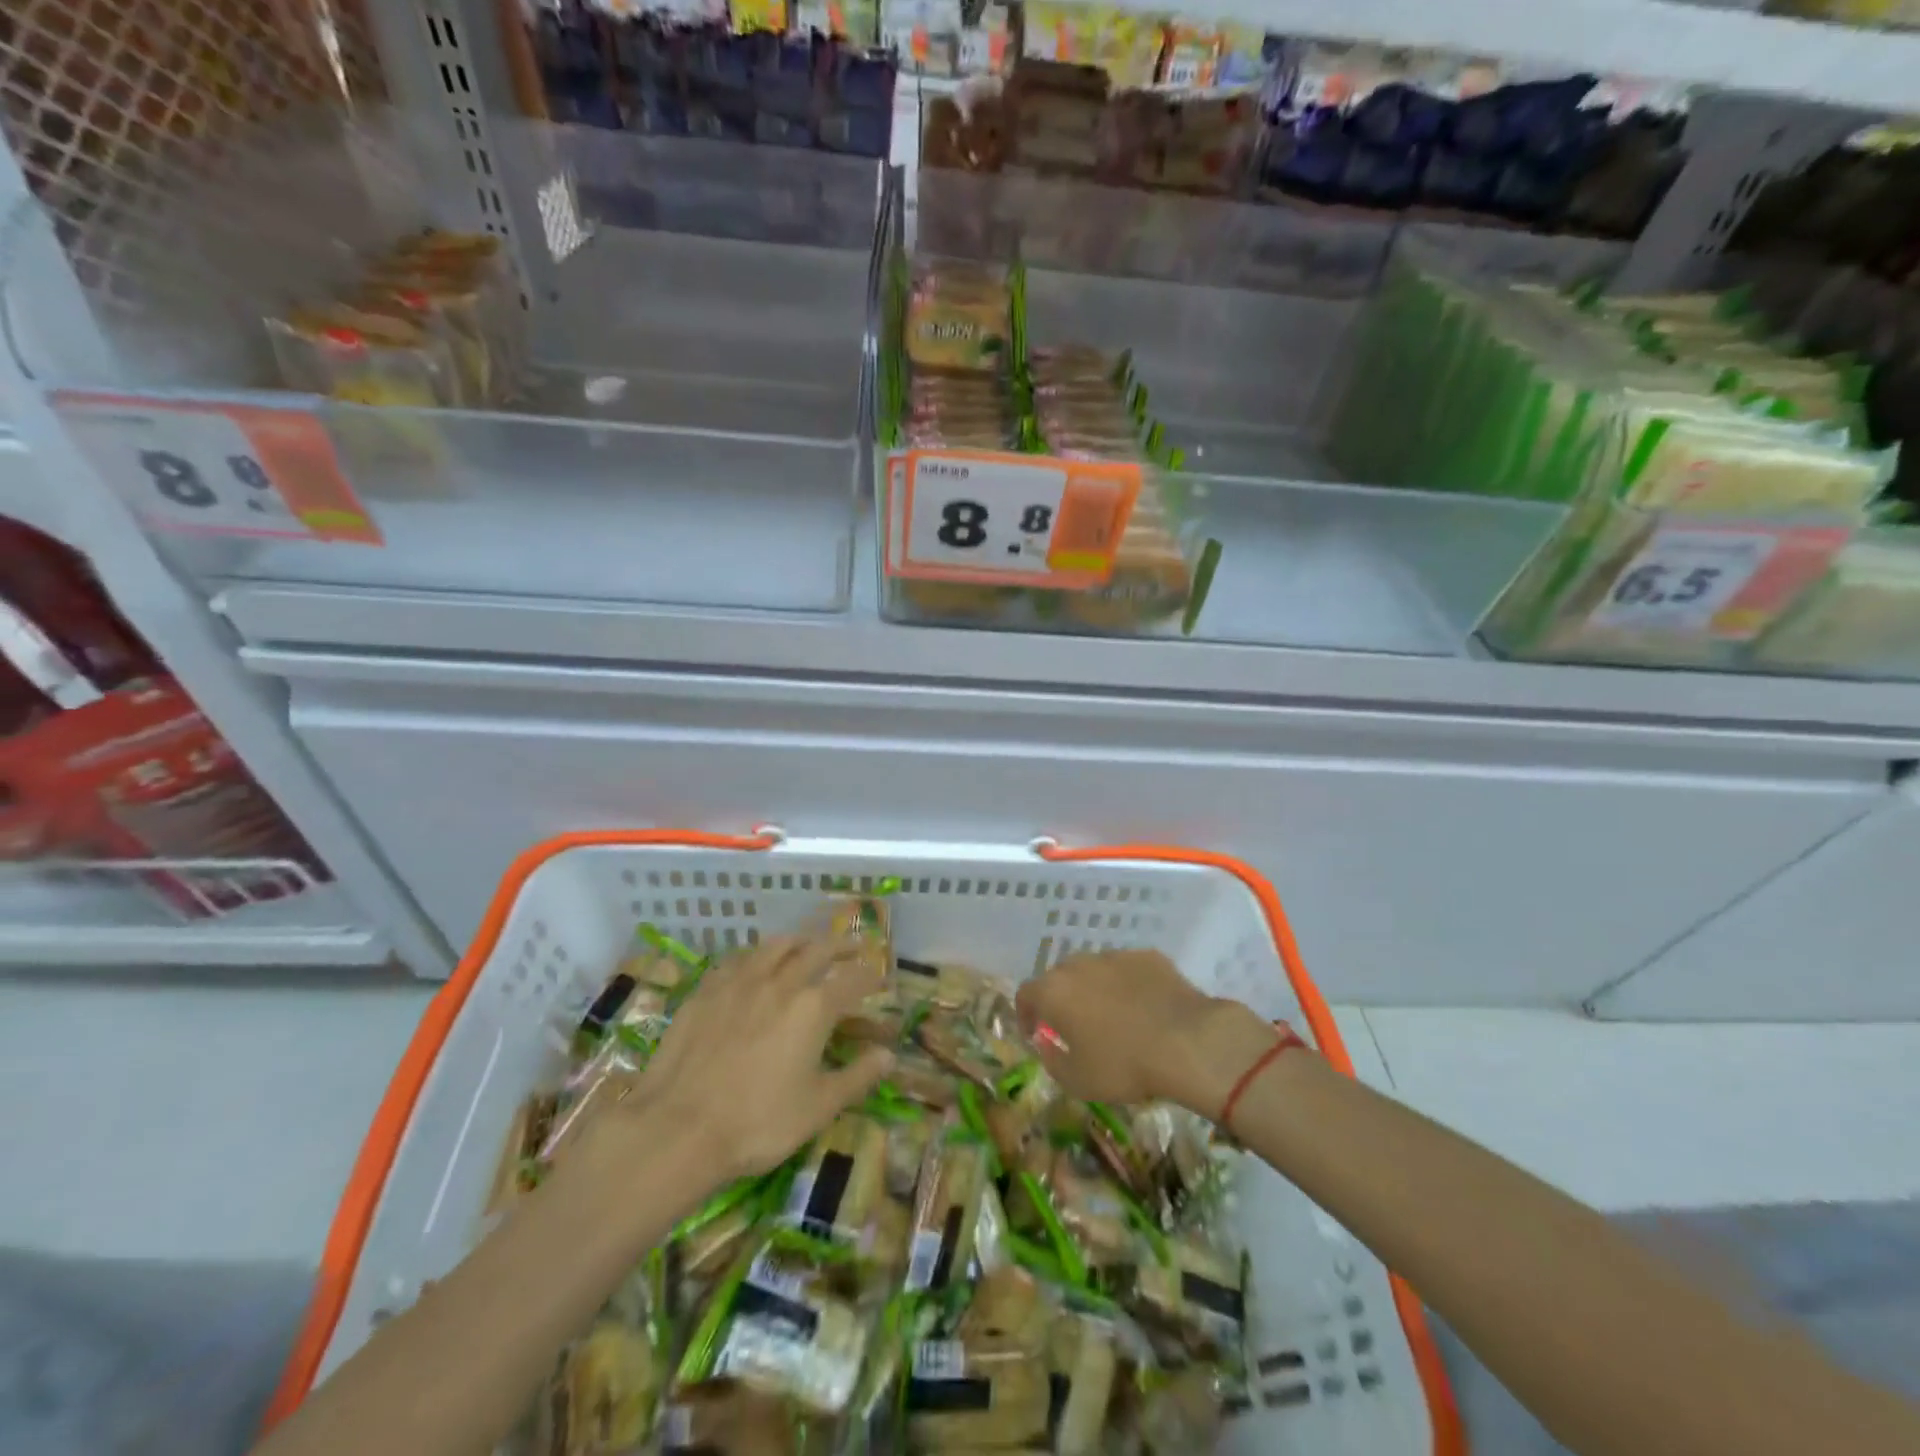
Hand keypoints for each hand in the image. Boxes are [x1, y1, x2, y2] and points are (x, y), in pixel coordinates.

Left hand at [579, 936, 894, 1192]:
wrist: (679, 1128)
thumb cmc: (758, 1123)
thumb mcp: (819, 1107)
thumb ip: (857, 1077)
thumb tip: (889, 1056)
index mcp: (813, 1007)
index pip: (853, 980)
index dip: (871, 976)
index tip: (880, 976)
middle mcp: (780, 982)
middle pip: (817, 950)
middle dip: (841, 945)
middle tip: (854, 945)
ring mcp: (739, 982)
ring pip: (775, 945)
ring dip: (799, 940)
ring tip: (807, 943)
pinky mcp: (706, 991)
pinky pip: (738, 959)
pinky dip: (756, 955)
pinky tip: (754, 963)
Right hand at [1014, 950, 1278, 1117]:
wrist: (1188, 1042)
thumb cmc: (1124, 1065)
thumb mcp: (1077, 1081)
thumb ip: (1052, 1060)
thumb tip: (1048, 1046)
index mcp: (1054, 991)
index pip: (1025, 994)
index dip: (1025, 1014)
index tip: (1035, 1033)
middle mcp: (1079, 964)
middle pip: (1059, 977)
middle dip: (1061, 999)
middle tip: (1074, 1026)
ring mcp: (1115, 956)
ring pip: (1095, 970)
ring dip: (1095, 990)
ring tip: (1113, 1018)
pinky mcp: (1148, 957)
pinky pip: (1128, 970)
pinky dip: (1128, 986)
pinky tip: (1144, 1009)